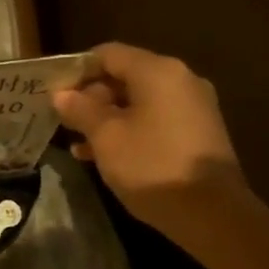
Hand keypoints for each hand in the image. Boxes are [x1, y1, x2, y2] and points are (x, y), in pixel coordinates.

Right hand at [53, 42, 245, 230]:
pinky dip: (130, 129)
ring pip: (139, 101)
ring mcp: (193, 106)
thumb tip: (62, 95)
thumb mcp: (106, 137)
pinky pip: (156, 119)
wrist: (213, 214)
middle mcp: (180, 80)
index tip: (54, 94)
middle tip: (65, 122)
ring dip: (108, 117)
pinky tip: (107, 155)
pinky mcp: (199, 132)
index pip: (108, 54)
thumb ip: (81, 110)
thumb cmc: (152, 166)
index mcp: (157, 71)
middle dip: (91, 97)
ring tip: (79, 143)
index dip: (77, 71)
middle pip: (125, 76)